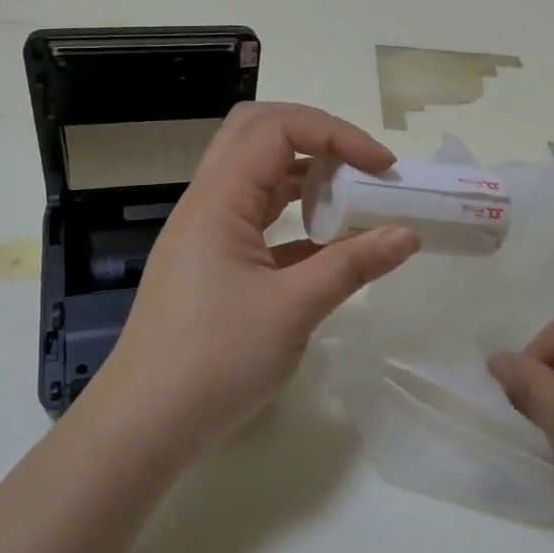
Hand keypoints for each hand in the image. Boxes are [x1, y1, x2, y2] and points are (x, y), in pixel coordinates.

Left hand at [85, 103, 420, 456]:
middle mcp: (207, 202)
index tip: (381, 166)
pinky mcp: (211, 262)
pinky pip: (256, 218)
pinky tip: (329, 245)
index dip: (335, 133)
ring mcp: (206, 233)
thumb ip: (352, 265)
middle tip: (361, 167)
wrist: (146, 424)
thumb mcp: (293, 309)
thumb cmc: (215, 361)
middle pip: (258, 134)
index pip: (276, 128)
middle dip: (316, 138)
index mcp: (218, 199)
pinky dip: (294, 217)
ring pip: (257, 176)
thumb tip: (407, 235)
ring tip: (353, 200)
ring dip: (306, 177)